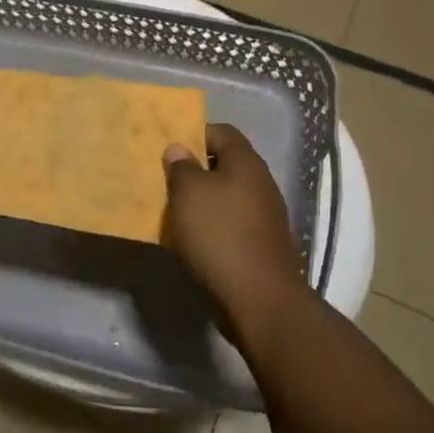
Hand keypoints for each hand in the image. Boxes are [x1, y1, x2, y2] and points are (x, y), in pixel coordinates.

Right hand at [164, 124, 302, 335]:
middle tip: (166, 180)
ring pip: (228, 197)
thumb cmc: (219, 235)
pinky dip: (213, 227)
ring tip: (174, 211)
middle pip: (226, 165)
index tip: (169, 148)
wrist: (259, 300)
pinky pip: (233, 224)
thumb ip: (182, 167)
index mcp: (246, 163)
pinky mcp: (263, 246)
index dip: (195, 134)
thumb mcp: (188, 193)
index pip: (221, 132)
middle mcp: (262, 184)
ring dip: (204, 201)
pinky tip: (193, 240)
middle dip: (196, 170)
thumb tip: (180, 149)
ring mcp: (267, 217)